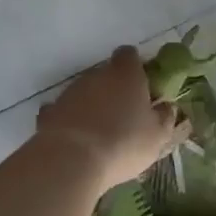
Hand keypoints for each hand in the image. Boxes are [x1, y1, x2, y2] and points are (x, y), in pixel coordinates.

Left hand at [36, 47, 186, 188]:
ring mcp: (69, 92)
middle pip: (106, 74)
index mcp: (125, 74)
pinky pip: (64, 111)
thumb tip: (166, 106)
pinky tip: (76, 140)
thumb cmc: (124, 143)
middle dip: (114, 90)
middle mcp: (96, 75)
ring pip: (85, 92)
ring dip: (92, 106)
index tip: (143, 86)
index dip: (136, 67)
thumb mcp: (158, 135)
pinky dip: (70, 120)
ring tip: (100, 134)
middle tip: (124, 115)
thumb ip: (165, 117)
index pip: (129, 55)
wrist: (70, 161)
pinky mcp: (49, 112)